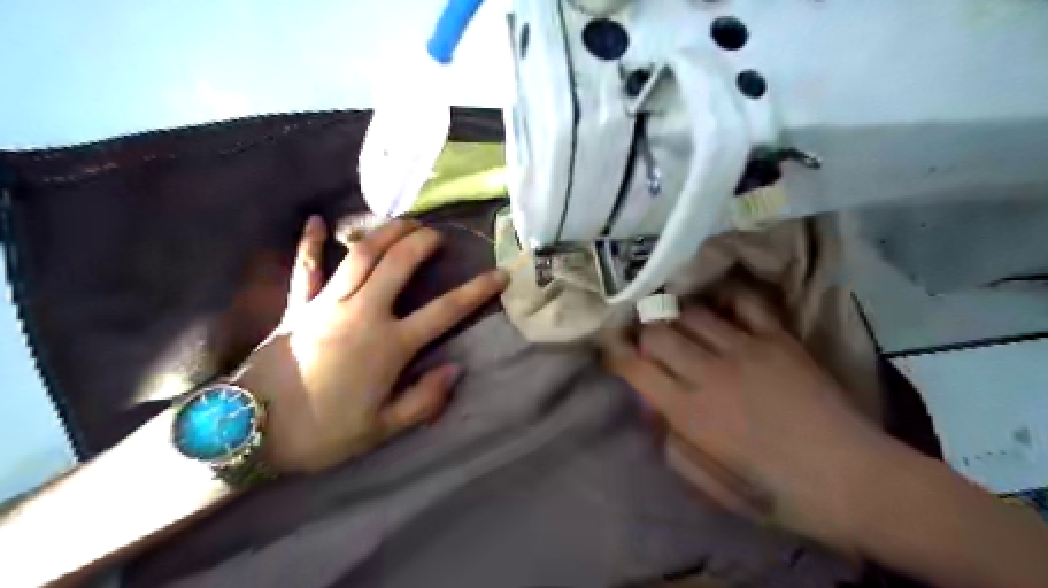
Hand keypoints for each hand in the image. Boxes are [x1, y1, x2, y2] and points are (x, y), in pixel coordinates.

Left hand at [241, 216, 512, 472]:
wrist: (251, 430)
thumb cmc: (323, 432)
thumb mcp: (382, 428)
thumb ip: (424, 400)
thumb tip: (456, 370)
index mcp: (389, 345)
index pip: (444, 311)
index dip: (476, 291)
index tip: (499, 274)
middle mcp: (362, 313)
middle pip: (399, 264)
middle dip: (423, 242)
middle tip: (438, 233)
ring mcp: (326, 304)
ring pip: (361, 255)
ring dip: (386, 232)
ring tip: (404, 221)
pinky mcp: (297, 305)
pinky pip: (305, 266)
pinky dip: (311, 242)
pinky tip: (316, 220)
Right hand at [602, 290, 885, 551]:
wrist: (855, 479)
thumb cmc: (776, 491)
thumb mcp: (710, 483)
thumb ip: (673, 444)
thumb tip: (654, 409)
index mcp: (690, 412)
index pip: (635, 367)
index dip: (615, 352)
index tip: (610, 347)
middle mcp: (710, 372)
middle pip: (657, 331)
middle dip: (643, 333)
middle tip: (647, 340)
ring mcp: (745, 349)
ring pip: (691, 312)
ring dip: (675, 315)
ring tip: (675, 321)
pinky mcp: (778, 338)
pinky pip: (743, 302)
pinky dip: (723, 298)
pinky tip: (717, 304)